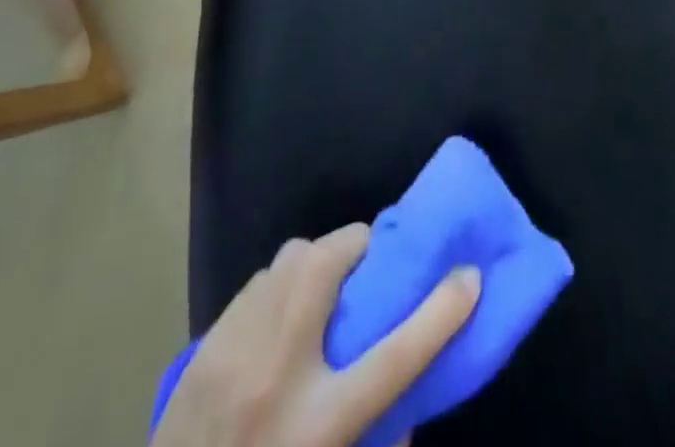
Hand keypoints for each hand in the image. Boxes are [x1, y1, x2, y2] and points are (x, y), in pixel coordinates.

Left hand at [152, 224, 479, 446]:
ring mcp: (234, 354)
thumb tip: (410, 414)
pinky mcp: (204, 346)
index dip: (440, 312)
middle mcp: (277, 377)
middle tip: (371, 262)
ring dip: (317, 261)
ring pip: (290, 262)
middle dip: (358, 246)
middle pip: (327, 268)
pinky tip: (281, 314)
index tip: (470, 275)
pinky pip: (259, 283)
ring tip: (326, 286)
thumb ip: (377, 442)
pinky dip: (281, 284)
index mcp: (318, 425)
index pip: (394, 357)